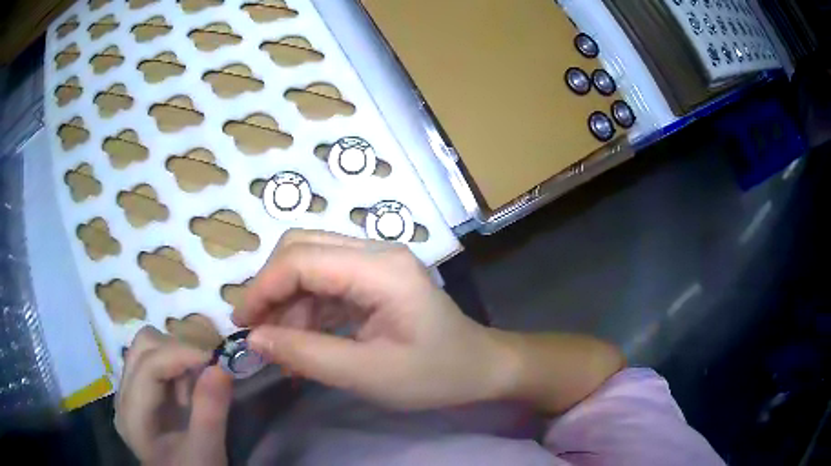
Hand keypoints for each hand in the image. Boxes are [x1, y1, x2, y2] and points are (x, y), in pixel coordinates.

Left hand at [115, 326, 233, 464]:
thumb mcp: (206, 450)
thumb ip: (210, 411)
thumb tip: (222, 366)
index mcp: (133, 414)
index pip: (149, 365)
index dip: (183, 353)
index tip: (218, 356)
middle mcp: (123, 395)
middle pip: (143, 347)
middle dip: (178, 349)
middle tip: (208, 367)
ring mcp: (130, 391)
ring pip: (147, 348)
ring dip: (176, 354)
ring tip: (198, 380)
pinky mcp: (141, 392)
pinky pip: (154, 360)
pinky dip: (175, 363)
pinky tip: (189, 386)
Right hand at [233, 230, 513, 409]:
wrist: (478, 368)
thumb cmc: (434, 374)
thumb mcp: (367, 374)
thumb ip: (306, 354)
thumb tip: (254, 339)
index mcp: (380, 269)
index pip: (302, 259)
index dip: (263, 287)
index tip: (243, 324)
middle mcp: (375, 253)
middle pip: (301, 250)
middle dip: (271, 289)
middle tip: (258, 333)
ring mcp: (374, 264)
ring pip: (309, 268)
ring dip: (287, 305)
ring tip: (282, 351)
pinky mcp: (372, 281)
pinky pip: (325, 286)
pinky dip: (306, 312)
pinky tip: (301, 345)